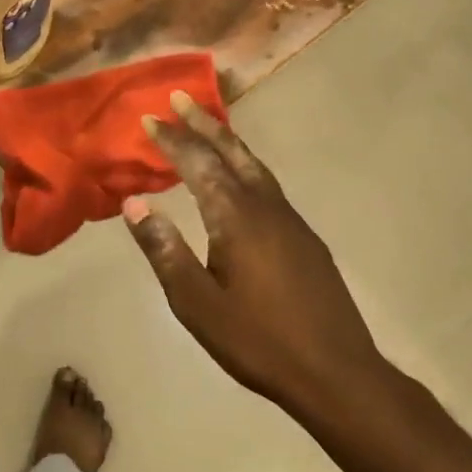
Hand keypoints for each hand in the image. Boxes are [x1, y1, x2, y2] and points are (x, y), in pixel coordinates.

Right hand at [122, 92, 390, 422]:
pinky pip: (266, 184)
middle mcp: (265, 206)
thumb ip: (164, 250)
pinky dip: (244, 165)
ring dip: (226, 140)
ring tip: (207, 125)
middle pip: (231, 152)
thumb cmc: (258, 340)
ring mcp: (290, 221)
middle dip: (203, 123)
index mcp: (235, 217)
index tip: (150, 117)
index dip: (172, 140)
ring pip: (254, 165)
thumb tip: (134, 203)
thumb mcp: (196, 303)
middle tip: (180, 97)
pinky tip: (239, 179)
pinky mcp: (304, 238)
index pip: (197, 164)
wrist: (338, 374)